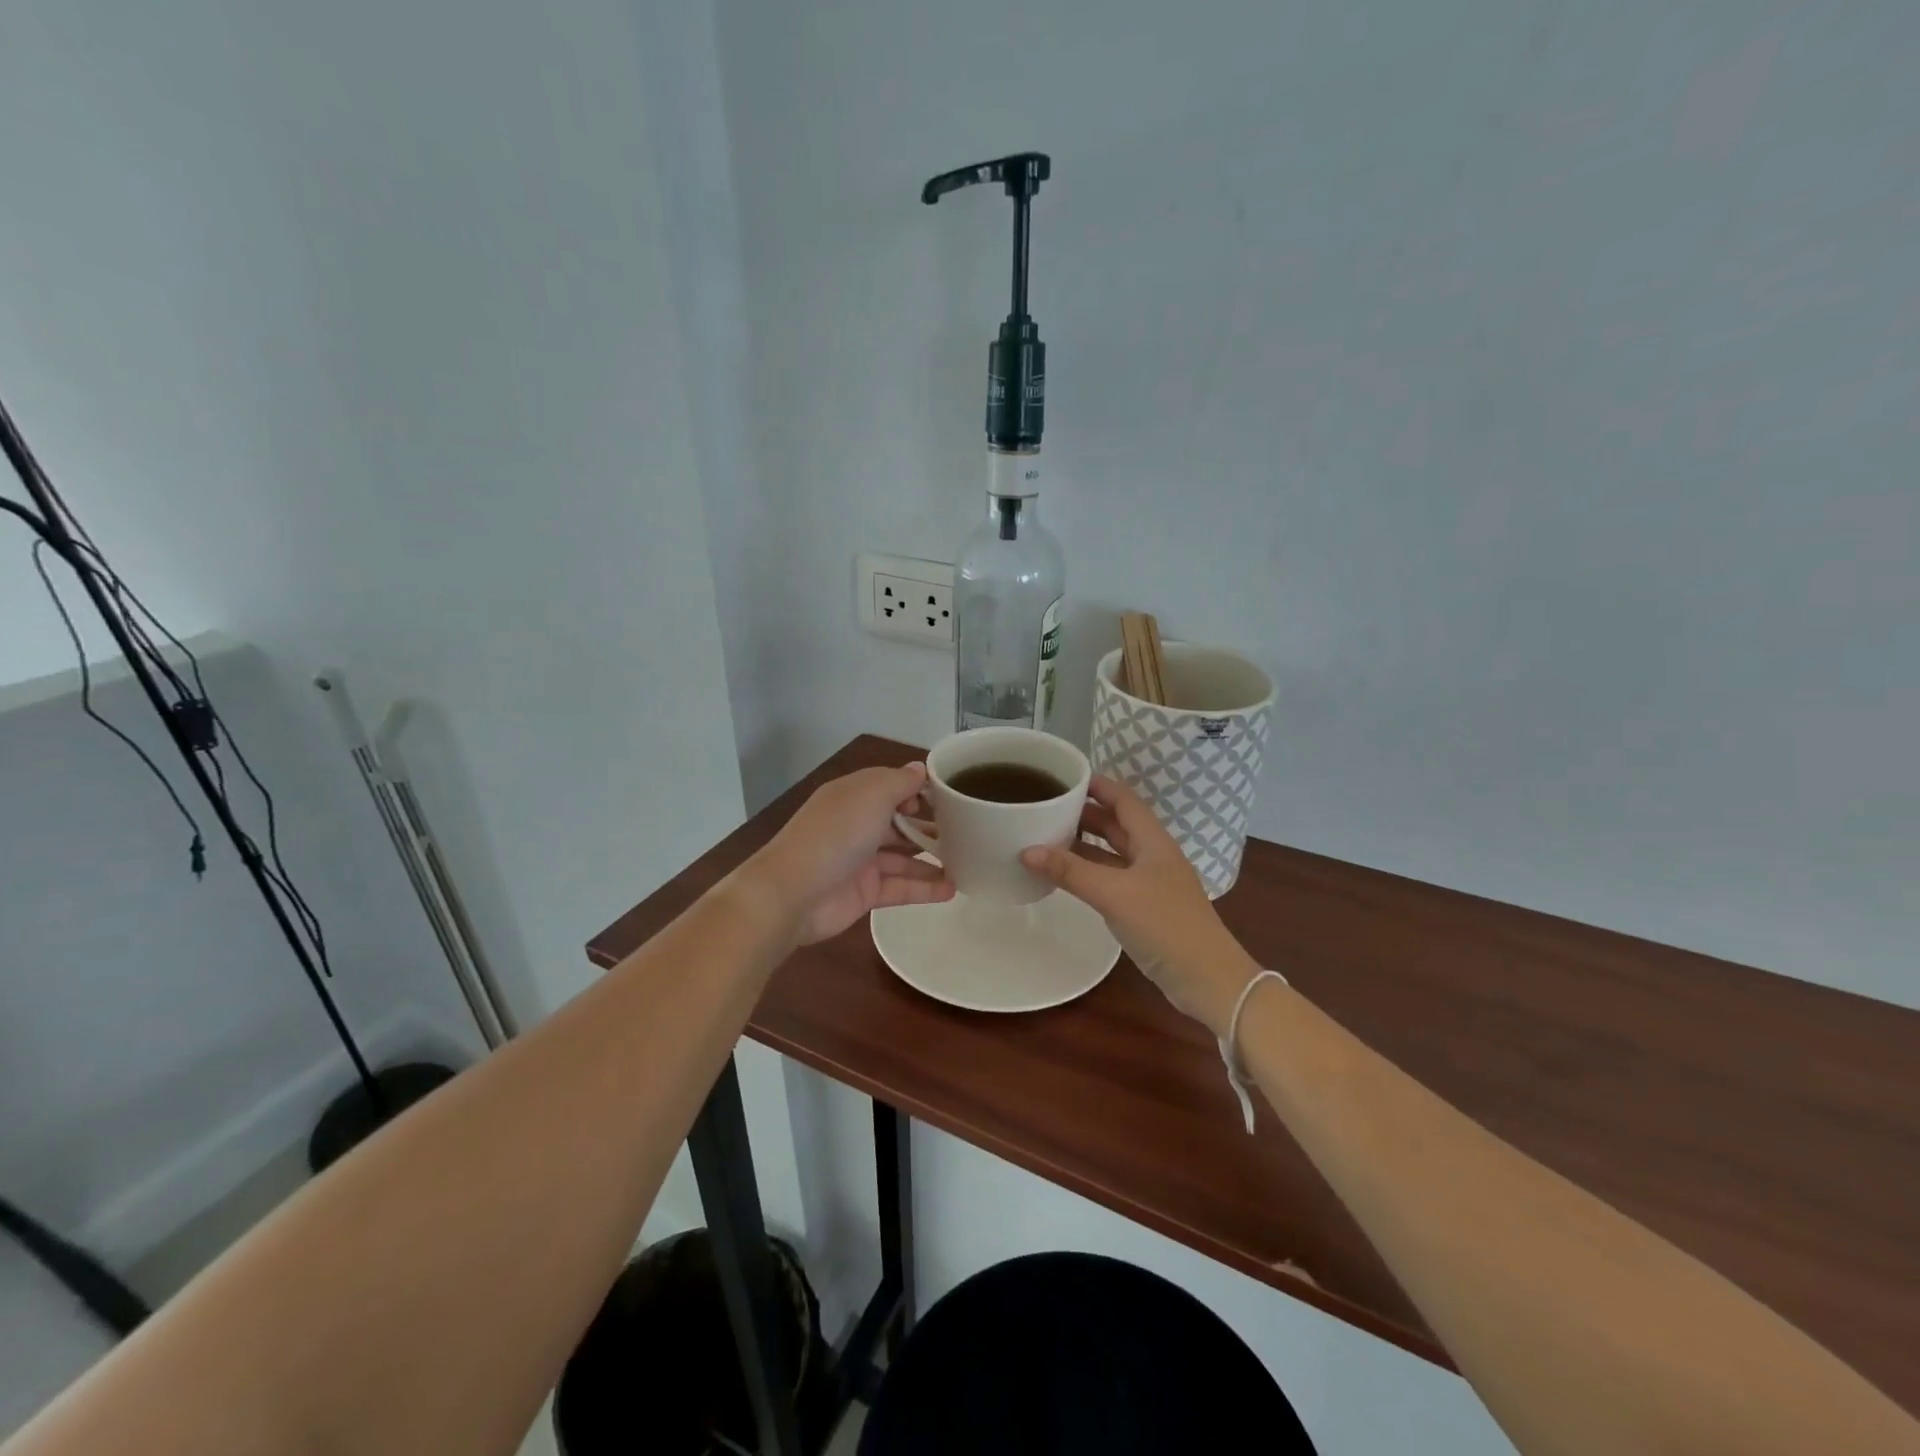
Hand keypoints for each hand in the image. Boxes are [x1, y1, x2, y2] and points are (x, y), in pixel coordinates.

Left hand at [743, 762, 954, 945]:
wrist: (793, 892)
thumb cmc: (836, 834)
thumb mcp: (872, 794)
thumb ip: (901, 782)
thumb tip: (920, 769)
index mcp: (854, 796)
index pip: (891, 786)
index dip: (918, 790)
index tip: (947, 799)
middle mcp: (857, 825)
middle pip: (899, 822)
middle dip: (930, 826)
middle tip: (967, 832)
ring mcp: (861, 861)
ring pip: (903, 857)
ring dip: (932, 859)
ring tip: (968, 862)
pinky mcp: (865, 893)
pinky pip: (901, 888)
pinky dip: (925, 888)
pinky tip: (952, 890)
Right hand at [1020, 776, 1255, 1035]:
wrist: (1207, 979)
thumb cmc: (1165, 925)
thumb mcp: (1114, 893)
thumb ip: (1070, 871)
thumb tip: (1026, 850)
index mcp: (1153, 841)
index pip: (1123, 799)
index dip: (1097, 785)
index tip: (1063, 777)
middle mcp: (1153, 855)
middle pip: (1117, 824)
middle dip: (1084, 813)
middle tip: (1047, 806)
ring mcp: (1150, 883)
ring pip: (1113, 852)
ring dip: (1085, 843)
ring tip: (1048, 835)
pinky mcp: (1145, 908)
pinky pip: (1111, 878)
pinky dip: (1089, 871)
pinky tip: (1066, 875)